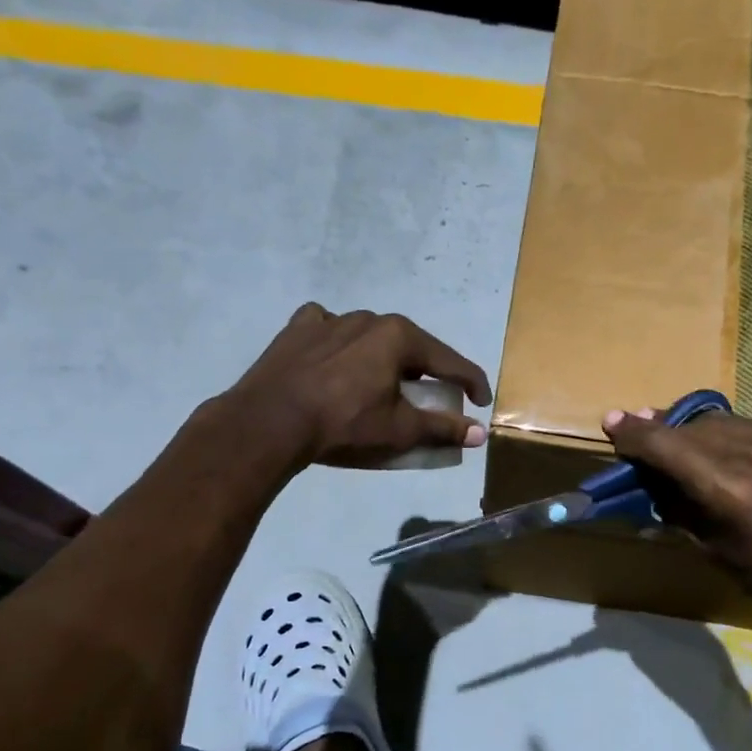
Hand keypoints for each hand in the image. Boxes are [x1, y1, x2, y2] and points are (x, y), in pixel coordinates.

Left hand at [228, 304, 491, 467]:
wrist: (269, 422)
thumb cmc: (344, 425)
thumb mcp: (400, 430)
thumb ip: (443, 428)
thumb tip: (481, 433)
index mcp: (399, 337)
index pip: (449, 361)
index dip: (471, 383)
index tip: (482, 402)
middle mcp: (368, 318)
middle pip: (409, 346)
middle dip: (424, 371)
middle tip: (429, 397)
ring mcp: (330, 319)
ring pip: (369, 336)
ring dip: (382, 358)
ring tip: (379, 384)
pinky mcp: (297, 329)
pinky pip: (328, 330)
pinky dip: (339, 343)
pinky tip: (335, 360)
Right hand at [602, 407, 751, 624]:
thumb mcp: (708, 545)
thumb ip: (676, 504)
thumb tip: (647, 478)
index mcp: (727, 489)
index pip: (667, 446)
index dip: (634, 433)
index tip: (611, 422)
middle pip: (689, 428)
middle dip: (659, 431)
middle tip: (638, 437)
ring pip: (717, 422)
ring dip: (689, 432)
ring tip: (675, 444)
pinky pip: (746, 428)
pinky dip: (722, 437)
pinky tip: (717, 452)